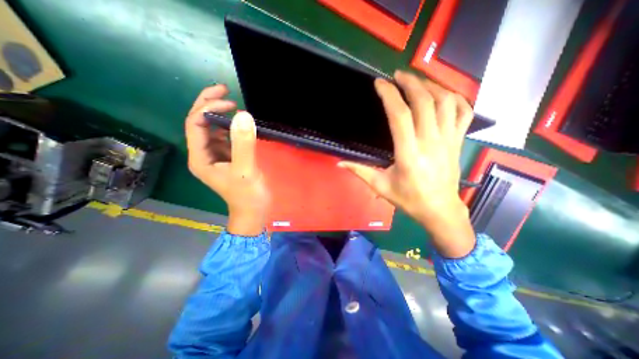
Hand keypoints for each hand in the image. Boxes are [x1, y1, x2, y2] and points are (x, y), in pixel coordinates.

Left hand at [187, 84, 270, 235]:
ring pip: (213, 129)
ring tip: (235, 104)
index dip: (208, 107)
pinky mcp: (229, 157)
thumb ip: (243, 144)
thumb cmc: (248, 195)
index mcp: (200, 157)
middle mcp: (204, 154)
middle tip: (227, 91)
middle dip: (210, 104)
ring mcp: (217, 156)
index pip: (195, 124)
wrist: (254, 210)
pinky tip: (241, 123)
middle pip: (200, 123)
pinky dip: (232, 127)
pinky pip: (226, 137)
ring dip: (221, 114)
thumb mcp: (245, 170)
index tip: (230, 101)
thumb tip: (243, 115)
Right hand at [339, 70, 472, 257]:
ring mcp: (448, 140)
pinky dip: (455, 98)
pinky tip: (442, 95)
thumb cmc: (408, 199)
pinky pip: (464, 112)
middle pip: (424, 102)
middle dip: (410, 82)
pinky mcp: (458, 141)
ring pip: (446, 102)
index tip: (380, 84)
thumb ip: (360, 171)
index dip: (389, 96)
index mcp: (408, 154)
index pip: (400, 116)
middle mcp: (430, 143)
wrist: (439, 209)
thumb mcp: (380, 187)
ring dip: (431, 85)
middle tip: (397, 75)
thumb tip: (339, 162)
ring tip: (417, 81)